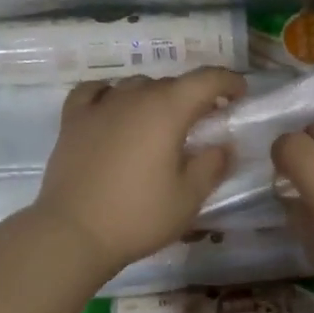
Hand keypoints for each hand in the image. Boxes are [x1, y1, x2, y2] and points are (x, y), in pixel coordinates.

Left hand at [34, 68, 245, 272]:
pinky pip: (95, 92)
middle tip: (204, 120)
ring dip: (155, 97)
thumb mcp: (189, 198)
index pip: (205, 79)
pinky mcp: (73, 120)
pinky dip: (110, 93)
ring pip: (135, 86)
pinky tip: (113, 107)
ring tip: (160, 121)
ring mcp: (100, 106)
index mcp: (167, 110)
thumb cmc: (138, 216)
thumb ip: (212, 165)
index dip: (228, 81)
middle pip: (171, 84)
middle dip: (193, 96)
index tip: (240, 93)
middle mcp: (134, 97)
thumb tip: (222, 146)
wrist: (74, 233)